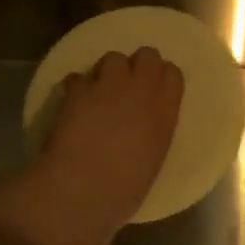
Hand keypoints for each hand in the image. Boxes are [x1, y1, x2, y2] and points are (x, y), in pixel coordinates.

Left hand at [38, 47, 184, 222]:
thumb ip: (152, 132)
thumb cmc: (124, 190)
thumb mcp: (153, 159)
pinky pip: (78, 77)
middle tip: (126, 85)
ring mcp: (109, 85)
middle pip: (147, 54)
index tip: (153, 89)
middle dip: (136, 65)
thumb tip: (142, 127)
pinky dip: (75, 88)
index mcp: (165, 112)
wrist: (82, 190)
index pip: (173, 74)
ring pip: (112, 58)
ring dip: (106, 72)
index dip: (161, 77)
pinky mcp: (78, 89)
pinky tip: (71, 104)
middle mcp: (141, 90)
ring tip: (97, 93)